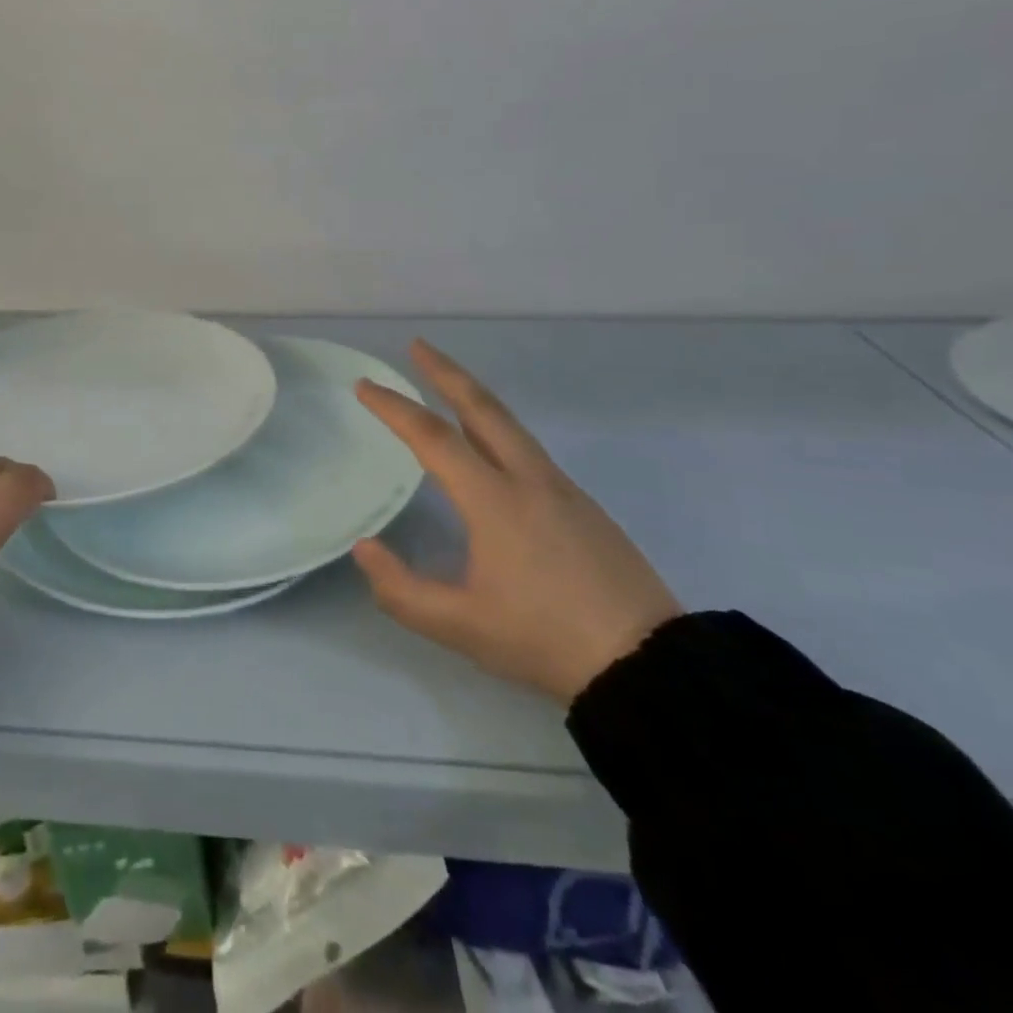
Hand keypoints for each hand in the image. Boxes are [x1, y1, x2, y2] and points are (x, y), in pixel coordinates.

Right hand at [352, 340, 681, 704]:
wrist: (647, 665)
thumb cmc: (544, 639)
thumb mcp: (460, 627)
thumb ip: (400, 589)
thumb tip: (365, 548)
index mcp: (495, 501)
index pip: (433, 438)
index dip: (394, 408)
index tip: (364, 385)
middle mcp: (529, 480)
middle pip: (483, 408)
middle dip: (446, 372)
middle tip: (417, 347)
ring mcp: (562, 489)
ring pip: (510, 425)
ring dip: (473, 397)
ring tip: (447, 386)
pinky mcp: (583, 506)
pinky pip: (528, 449)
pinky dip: (497, 428)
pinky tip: (489, 448)